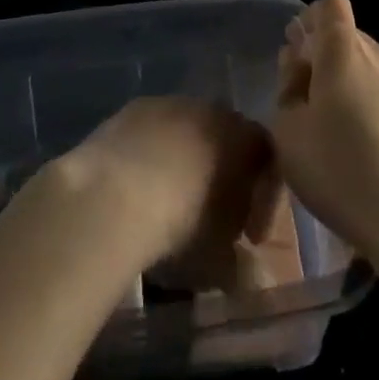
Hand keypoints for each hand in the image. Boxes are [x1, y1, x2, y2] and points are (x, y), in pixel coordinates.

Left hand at [51, 97, 284, 284]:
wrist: (111, 194)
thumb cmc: (179, 224)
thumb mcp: (217, 260)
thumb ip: (238, 265)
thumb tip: (248, 276)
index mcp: (242, 137)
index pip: (267, 158)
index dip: (264, 200)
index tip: (250, 238)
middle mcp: (210, 109)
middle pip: (226, 139)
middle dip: (224, 176)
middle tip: (213, 218)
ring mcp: (168, 103)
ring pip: (187, 131)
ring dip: (186, 162)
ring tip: (170, 203)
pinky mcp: (131, 108)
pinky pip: (153, 131)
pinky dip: (153, 155)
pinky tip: (139, 188)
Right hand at [273, 0, 378, 258]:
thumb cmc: (337, 168)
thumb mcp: (287, 131)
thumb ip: (288, 89)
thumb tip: (299, 68)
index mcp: (345, 51)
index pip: (331, 6)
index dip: (313, 20)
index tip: (299, 51)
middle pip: (354, 41)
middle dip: (331, 60)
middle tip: (312, 101)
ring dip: (359, 90)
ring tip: (346, 136)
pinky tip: (378, 159)